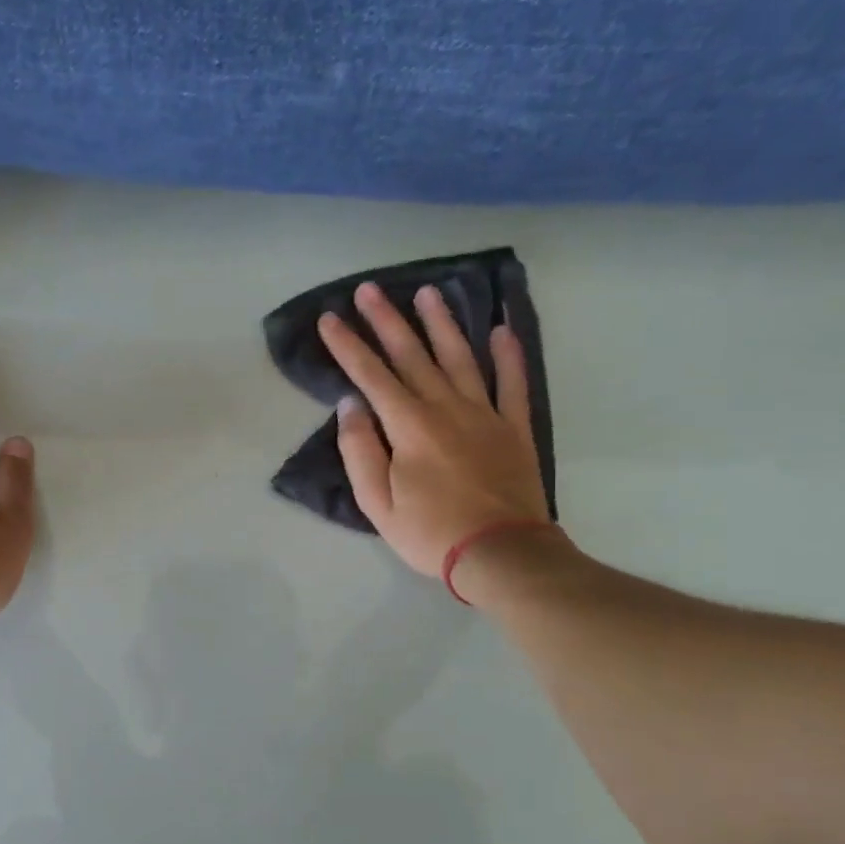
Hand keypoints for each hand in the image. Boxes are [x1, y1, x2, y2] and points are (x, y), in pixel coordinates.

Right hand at [319, 281, 550, 578]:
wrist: (502, 554)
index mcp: (409, 426)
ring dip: (441, 324)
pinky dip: (509, 355)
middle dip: (387, 321)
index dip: (347, 346)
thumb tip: (350, 406)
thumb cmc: (430, 533)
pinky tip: (501, 330)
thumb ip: (360, 451)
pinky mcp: (514, 428)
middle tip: (369, 289)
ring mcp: (485, 414)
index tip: (330, 318)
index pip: (371, 376)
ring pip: (460, 358)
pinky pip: (512, 383)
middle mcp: (446, 408)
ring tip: (428, 293)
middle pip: (413, 355)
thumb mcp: (377, 503)